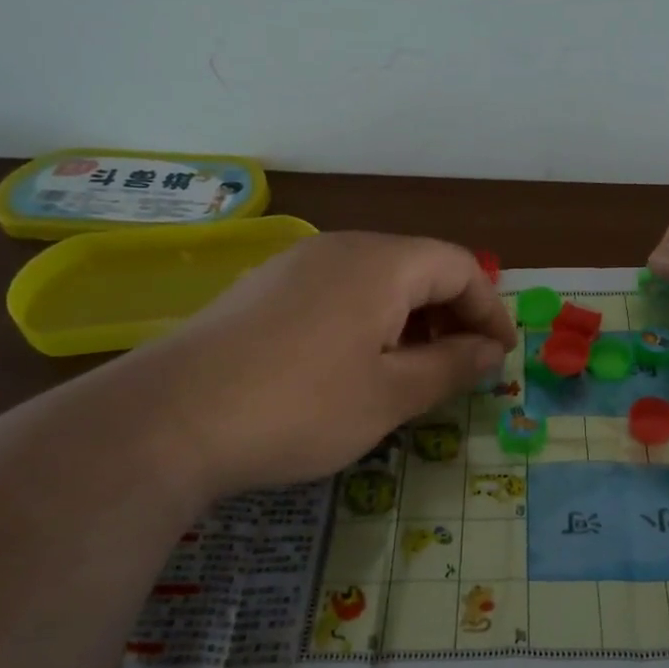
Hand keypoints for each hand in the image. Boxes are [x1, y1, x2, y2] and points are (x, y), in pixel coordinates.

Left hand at [109, 232, 514, 497]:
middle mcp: (342, 248)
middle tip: (460, 368)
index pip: (461, 268)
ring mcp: (297, 264)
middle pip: (420, 268)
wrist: (168, 419)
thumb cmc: (299, 406)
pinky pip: (339, 292)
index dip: (490, 310)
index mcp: (383, 263)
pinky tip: (355, 366)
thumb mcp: (390, 395)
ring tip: (412, 372)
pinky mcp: (265, 288)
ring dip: (410, 320)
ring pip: (377, 280)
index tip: (500, 358)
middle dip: (452, 315)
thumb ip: (450, 366)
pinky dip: (368, 321)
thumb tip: (490, 351)